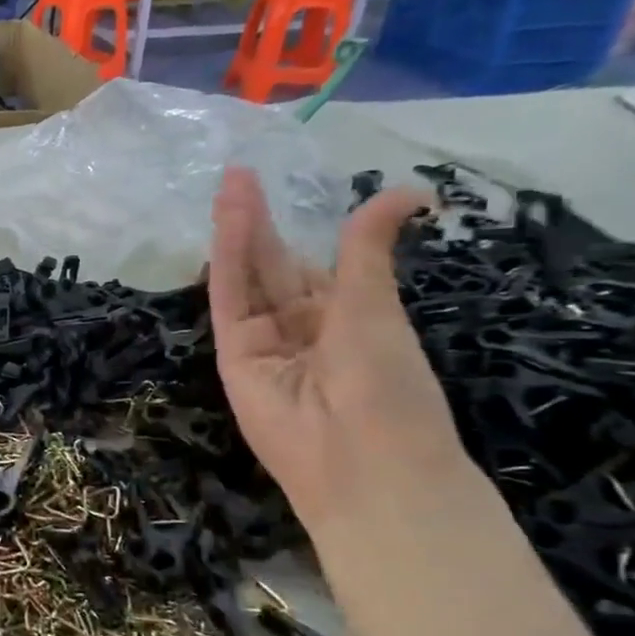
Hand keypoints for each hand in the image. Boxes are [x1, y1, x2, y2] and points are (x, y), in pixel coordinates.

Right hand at [207, 166, 461, 528]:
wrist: (362, 461)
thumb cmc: (387, 383)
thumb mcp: (376, 306)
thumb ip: (367, 248)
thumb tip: (407, 191)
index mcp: (340, 318)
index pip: (307, 265)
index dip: (292, 227)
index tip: (281, 184)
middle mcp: (297, 326)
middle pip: (270, 265)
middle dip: (256, 222)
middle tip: (240, 173)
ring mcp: (262, 341)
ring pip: (247, 277)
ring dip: (237, 232)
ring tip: (230, 185)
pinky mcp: (233, 354)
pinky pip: (231, 302)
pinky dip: (227, 262)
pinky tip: (227, 225)